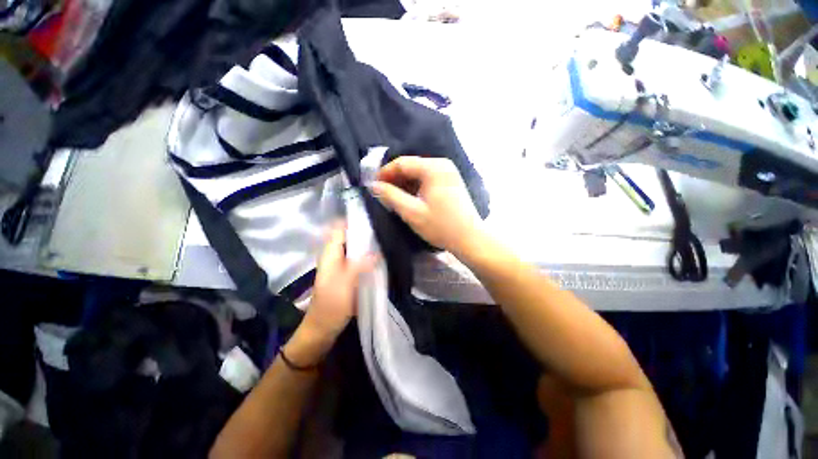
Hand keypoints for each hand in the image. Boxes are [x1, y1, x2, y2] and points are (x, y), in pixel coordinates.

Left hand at [300, 223, 375, 342]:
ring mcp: (343, 265)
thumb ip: (360, 264)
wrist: (324, 328)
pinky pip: (360, 259)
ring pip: (356, 248)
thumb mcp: (346, 283)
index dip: (354, 220)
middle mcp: (336, 255)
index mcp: (331, 253)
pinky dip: (368, 256)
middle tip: (384, 229)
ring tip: (386, 240)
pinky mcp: (349, 274)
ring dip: (368, 244)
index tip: (373, 217)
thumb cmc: (331, 304)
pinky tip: (382, 256)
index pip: (341, 228)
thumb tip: (378, 250)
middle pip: (350, 236)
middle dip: (365, 232)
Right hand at [371, 156, 485, 256]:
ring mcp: (449, 173)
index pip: (402, 163)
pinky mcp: (451, 182)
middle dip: (395, 179)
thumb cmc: (441, 226)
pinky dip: (416, 187)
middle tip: (383, 194)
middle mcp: (442, 165)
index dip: (385, 173)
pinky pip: (428, 179)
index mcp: (433, 168)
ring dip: (405, 184)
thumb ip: (390, 196)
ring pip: (419, 173)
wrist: (470, 239)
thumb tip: (373, 186)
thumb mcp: (412, 212)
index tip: (374, 186)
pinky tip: (409, 199)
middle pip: (411, 166)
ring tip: (394, 198)